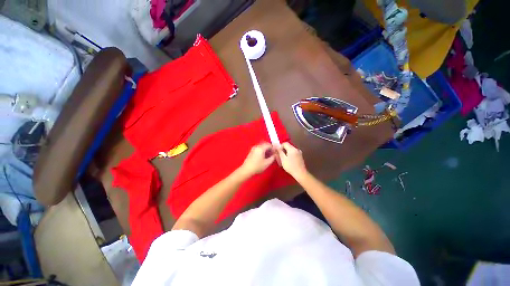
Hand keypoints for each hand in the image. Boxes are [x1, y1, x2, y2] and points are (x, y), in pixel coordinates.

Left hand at [240, 142, 275, 175]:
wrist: (246, 170)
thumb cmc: (257, 166)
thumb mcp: (267, 163)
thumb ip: (273, 158)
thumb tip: (275, 154)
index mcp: (261, 148)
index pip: (269, 145)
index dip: (273, 148)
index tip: (276, 153)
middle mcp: (257, 146)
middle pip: (265, 144)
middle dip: (270, 148)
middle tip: (273, 154)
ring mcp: (253, 149)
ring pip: (262, 147)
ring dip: (266, 150)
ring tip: (269, 156)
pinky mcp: (251, 152)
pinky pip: (258, 149)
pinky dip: (262, 151)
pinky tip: (263, 157)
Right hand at [276, 142, 306, 178]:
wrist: (300, 173)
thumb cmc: (290, 166)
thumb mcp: (283, 159)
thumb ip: (279, 152)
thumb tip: (277, 147)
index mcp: (292, 149)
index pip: (285, 143)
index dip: (280, 146)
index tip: (278, 152)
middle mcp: (296, 149)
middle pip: (288, 146)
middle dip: (283, 150)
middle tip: (280, 157)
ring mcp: (299, 153)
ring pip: (291, 150)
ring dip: (286, 153)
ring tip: (284, 160)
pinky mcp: (300, 156)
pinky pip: (293, 153)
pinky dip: (290, 155)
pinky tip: (289, 161)